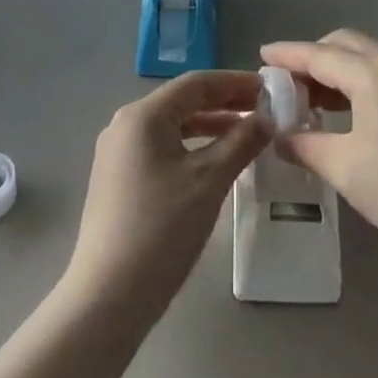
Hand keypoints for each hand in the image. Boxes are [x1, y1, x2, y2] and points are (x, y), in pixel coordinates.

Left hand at [62, 71, 270, 319]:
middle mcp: (125, 125)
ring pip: (172, 127)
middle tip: (264, 109)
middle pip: (182, 102)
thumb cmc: (162, 229)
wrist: (108, 295)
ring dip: (210, 126)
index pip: (196, 83)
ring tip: (248, 133)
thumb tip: (266, 118)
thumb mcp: (209, 181)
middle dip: (224, 103)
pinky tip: (217, 162)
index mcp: (143, 116)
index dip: (235, 82)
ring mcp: (117, 153)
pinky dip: (192, 147)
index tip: (269, 87)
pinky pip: (162, 148)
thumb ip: (241, 142)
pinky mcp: (118, 179)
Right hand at [260, 30, 377, 270]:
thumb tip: (279, 137)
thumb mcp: (345, 169)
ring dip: (336, 70)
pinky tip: (347, 112)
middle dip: (312, 57)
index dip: (287, 55)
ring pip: (367, 58)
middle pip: (345, 45)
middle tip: (286, 83)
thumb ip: (305, 145)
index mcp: (375, 75)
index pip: (319, 55)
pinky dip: (358, 82)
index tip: (261, 56)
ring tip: (311, 99)